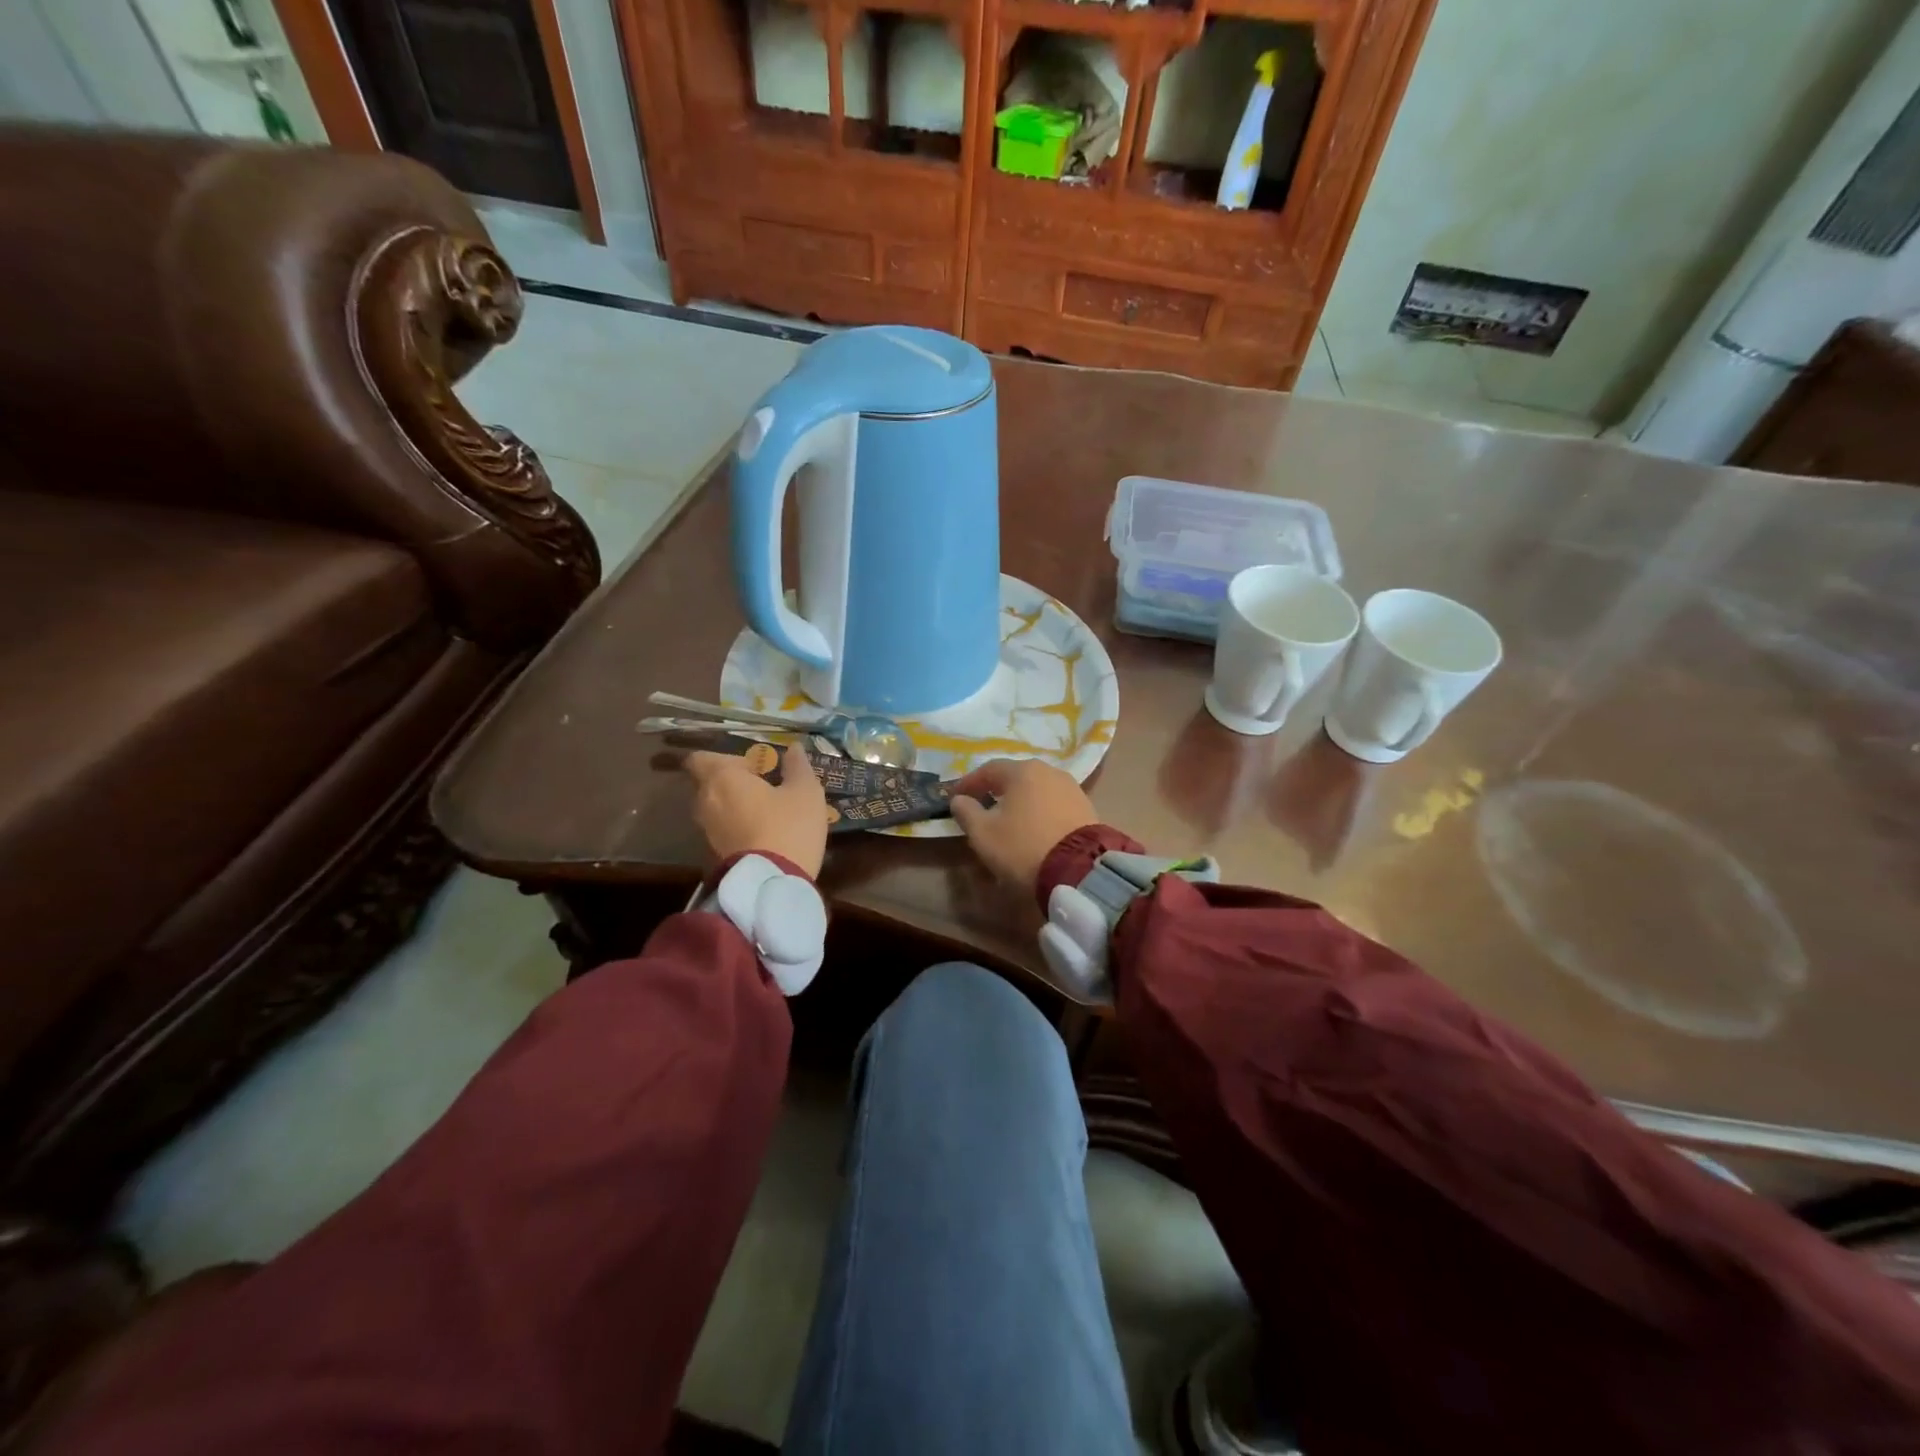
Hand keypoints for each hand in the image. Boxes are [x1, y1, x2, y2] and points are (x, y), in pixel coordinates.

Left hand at [684, 745, 829, 878]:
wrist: (771, 884)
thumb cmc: (788, 826)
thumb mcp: (805, 792)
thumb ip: (798, 766)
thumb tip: (794, 748)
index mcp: (722, 778)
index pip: (700, 758)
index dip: (723, 758)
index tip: (751, 765)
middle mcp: (706, 801)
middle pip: (709, 783)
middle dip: (732, 782)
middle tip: (764, 786)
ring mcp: (707, 830)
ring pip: (715, 808)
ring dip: (735, 806)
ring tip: (766, 811)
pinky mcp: (714, 853)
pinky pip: (722, 829)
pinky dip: (737, 827)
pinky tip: (763, 832)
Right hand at [950, 758, 1100, 892]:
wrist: (1079, 870)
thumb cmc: (1023, 847)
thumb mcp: (983, 833)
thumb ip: (966, 812)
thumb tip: (959, 800)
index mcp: (1022, 771)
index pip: (988, 770)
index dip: (969, 783)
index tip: (955, 797)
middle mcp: (1048, 771)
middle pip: (1015, 776)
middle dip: (995, 789)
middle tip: (981, 804)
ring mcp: (1071, 788)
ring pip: (1036, 789)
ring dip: (1019, 800)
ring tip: (1007, 817)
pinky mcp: (1085, 807)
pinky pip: (1052, 803)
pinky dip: (1038, 810)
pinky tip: (1032, 825)